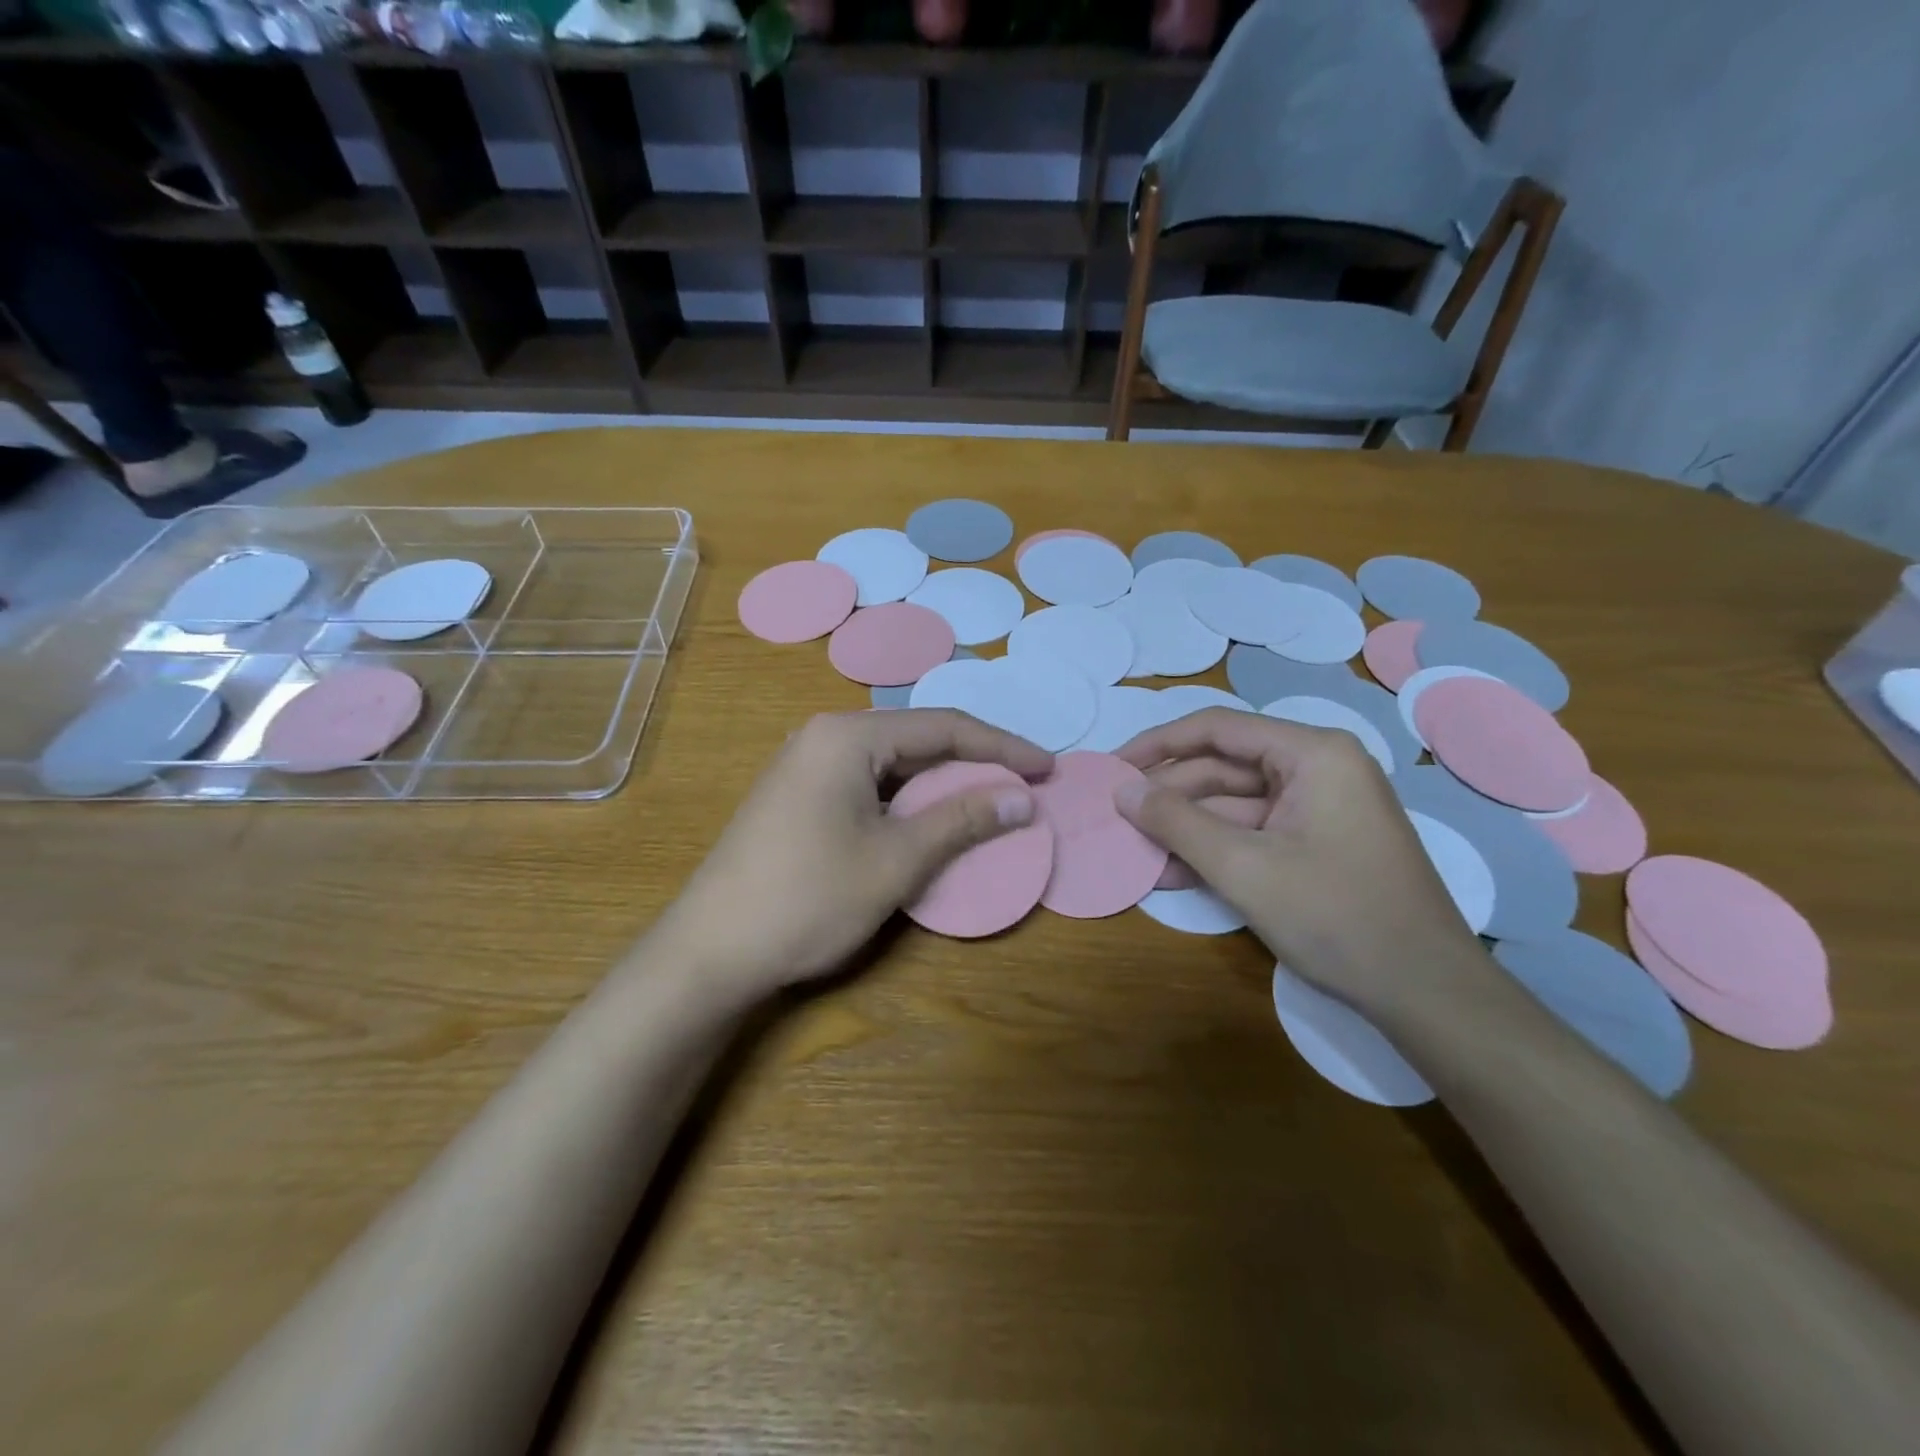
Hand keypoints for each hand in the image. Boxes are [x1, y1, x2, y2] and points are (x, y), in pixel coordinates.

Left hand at [652, 710, 1052, 1002]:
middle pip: (917, 740)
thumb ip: (962, 820)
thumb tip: (1022, 798)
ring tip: (991, 803)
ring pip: (893, 765)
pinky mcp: (798, 797)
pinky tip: (932, 821)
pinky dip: (909, 801)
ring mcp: (806, 766)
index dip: (1003, 747)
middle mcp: (824, 737)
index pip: (943, 727)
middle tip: (1025, 786)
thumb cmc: (808, 899)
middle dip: (974, 763)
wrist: (710, 952)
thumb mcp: (896, 860)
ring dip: (942, 785)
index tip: (1047, 768)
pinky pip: (869, 785)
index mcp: (847, 736)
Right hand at [1116, 710, 1491, 1017]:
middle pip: (1224, 767)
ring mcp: (1319, 808)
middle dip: (1170, 795)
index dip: (1158, 744)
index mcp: (1312, 753)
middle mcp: (1318, 768)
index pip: (1217, 728)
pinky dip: (1215, 850)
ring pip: (1234, 804)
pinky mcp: (1317, 843)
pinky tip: (1172, 873)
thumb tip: (1122, 791)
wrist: (1426, 993)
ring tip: (1135, 851)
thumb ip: (1176, 822)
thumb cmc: (1336, 915)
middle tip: (1117, 817)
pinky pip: (1254, 833)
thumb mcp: (1244, 867)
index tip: (1113, 767)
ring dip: (1186, 829)